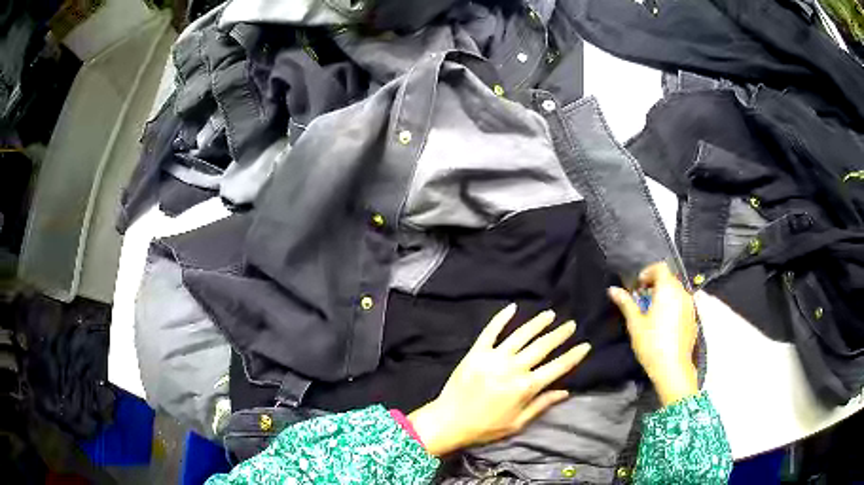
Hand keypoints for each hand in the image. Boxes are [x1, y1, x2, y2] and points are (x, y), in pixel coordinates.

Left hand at [408, 304, 590, 455]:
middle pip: (542, 346)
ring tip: (550, 314)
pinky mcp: (476, 352)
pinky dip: (501, 318)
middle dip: (559, 334)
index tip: (585, 345)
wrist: (449, 422)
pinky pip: (491, 331)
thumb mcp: (518, 423)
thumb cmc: (485, 428)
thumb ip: (542, 405)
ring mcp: (494, 358)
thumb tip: (565, 391)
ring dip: (538, 323)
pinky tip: (512, 307)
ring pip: (521, 335)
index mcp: (526, 387)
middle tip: (571, 324)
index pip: (557, 367)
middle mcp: (513, 368)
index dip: (573, 356)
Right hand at [608, 262, 697, 406]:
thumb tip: (612, 289)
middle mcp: (682, 293)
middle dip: (655, 284)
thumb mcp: (635, 323)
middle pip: (669, 279)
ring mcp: (690, 306)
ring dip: (665, 295)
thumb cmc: (651, 344)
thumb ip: (626, 303)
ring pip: (677, 291)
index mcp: (668, 290)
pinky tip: (664, 324)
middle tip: (642, 300)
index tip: (638, 287)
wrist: (673, 368)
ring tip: (653, 312)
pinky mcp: (693, 318)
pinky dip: (673, 306)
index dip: (648, 272)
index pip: (660, 267)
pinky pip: (683, 304)